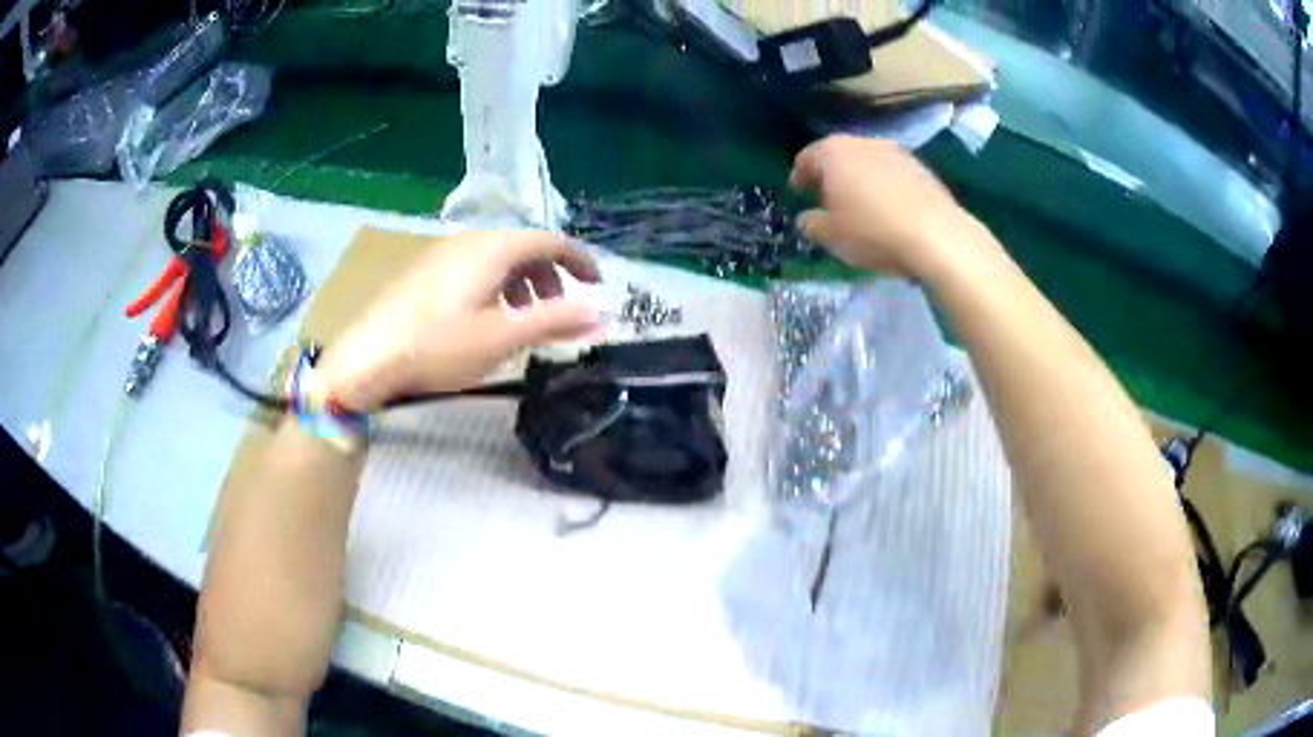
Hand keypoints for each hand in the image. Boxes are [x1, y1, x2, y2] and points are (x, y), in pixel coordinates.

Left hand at [318, 230, 601, 409]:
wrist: (367, 358)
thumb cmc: (437, 347)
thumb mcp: (502, 338)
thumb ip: (554, 322)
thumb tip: (600, 314)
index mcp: (492, 249)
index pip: (549, 240)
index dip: (579, 259)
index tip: (597, 284)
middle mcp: (468, 241)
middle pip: (523, 247)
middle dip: (551, 275)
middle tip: (561, 309)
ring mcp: (442, 254)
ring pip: (497, 258)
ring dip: (523, 282)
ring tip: (525, 317)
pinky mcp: (425, 272)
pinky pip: (474, 267)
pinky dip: (496, 286)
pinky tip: (486, 317)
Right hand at [790, 135, 994, 278]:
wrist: (936, 236)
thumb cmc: (873, 232)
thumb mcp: (831, 237)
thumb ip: (812, 224)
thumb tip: (807, 219)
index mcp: (833, 152)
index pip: (806, 158)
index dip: (800, 176)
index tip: (799, 192)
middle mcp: (863, 142)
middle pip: (839, 155)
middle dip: (831, 175)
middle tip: (828, 198)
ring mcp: (896, 151)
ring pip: (867, 161)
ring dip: (860, 178)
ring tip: (860, 204)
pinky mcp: (921, 167)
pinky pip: (892, 173)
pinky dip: (885, 185)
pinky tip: (888, 208)